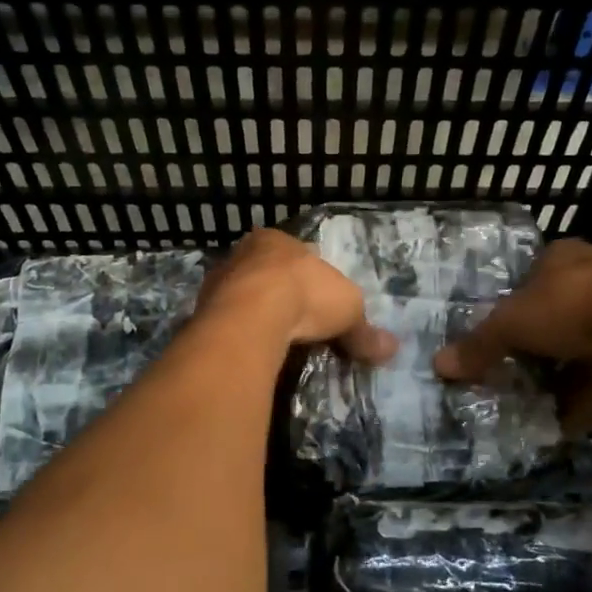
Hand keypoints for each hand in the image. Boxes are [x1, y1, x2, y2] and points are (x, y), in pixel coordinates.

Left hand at [197, 229, 397, 361]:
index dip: (308, 276)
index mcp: (277, 240)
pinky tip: (250, 351)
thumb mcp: (349, 311)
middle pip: (265, 273)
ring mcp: (217, 282)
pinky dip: (238, 335)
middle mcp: (242, 253)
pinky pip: (226, 322)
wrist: (252, 316)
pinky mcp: (200, 312)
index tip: (317, 300)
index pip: (296, 254)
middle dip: (278, 294)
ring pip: (240, 296)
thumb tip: (391, 348)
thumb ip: (364, 330)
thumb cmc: (305, 295)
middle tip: (295, 323)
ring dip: (254, 315)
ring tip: (273, 342)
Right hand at [436, 239, 591, 432]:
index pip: (530, 274)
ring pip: (578, 350)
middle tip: (505, 369)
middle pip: (553, 314)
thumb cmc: (568, 307)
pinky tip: (557, 424)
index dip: (511, 300)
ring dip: (557, 376)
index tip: (495, 328)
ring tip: (525, 400)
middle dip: (533, 345)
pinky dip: (580, 402)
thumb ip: (478, 345)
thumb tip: (439, 365)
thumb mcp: (510, 323)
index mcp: (561, 258)